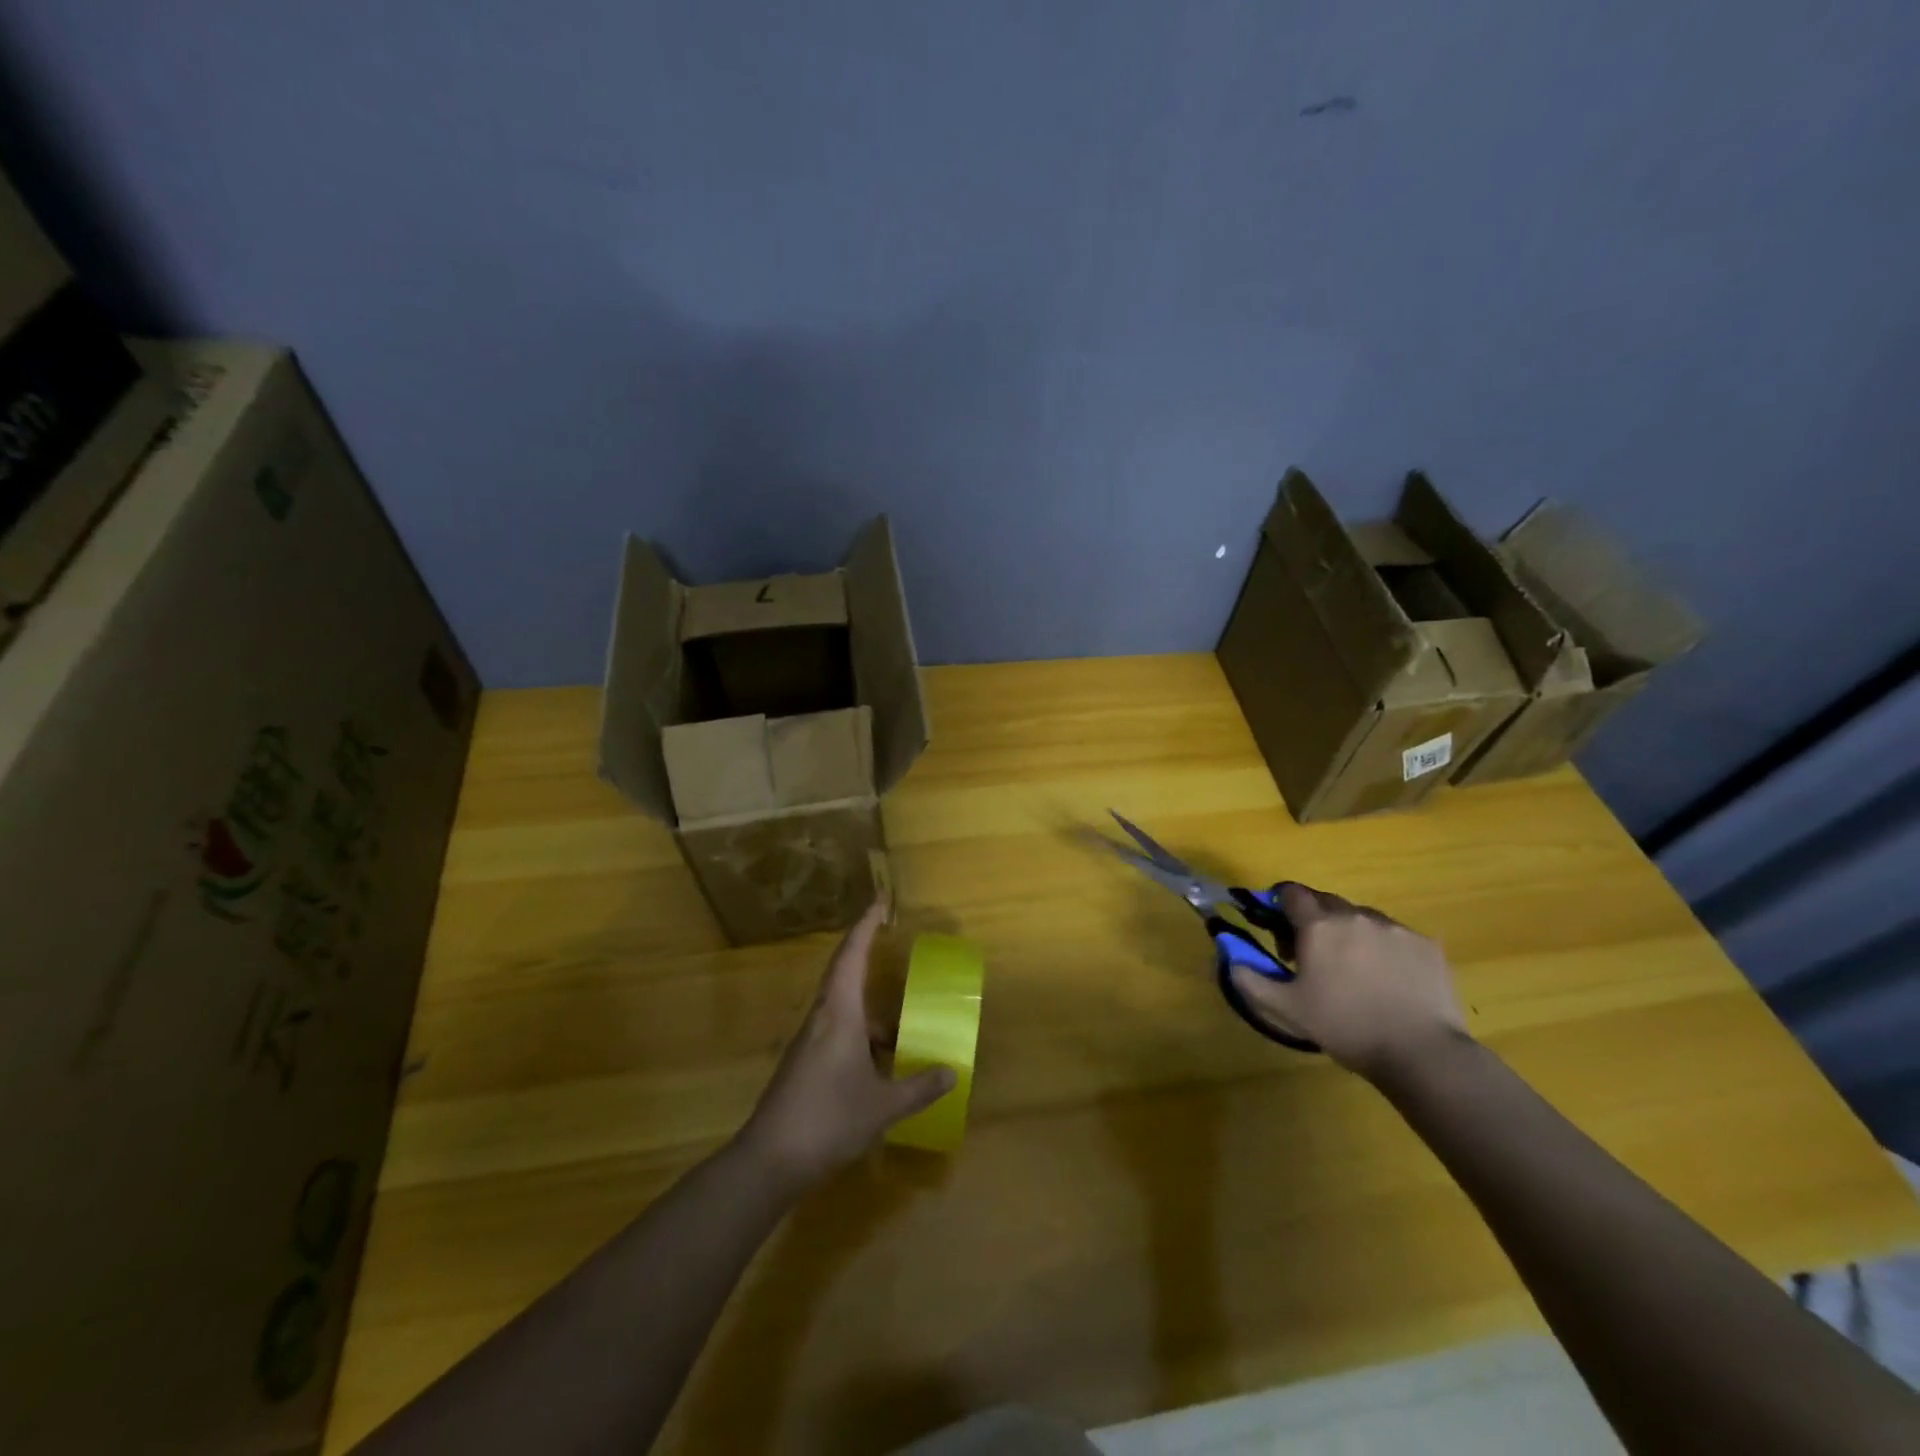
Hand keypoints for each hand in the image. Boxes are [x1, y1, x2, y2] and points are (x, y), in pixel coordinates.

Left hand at [738, 901, 955, 1190]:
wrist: (768, 1161)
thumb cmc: (828, 1120)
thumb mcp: (883, 1106)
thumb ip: (919, 1087)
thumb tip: (952, 1072)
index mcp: (839, 1014)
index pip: (851, 956)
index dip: (865, 927)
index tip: (879, 903)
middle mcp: (821, 1019)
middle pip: (843, 974)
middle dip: (866, 955)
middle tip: (889, 942)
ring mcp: (809, 1043)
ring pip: (842, 1009)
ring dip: (869, 1010)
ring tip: (901, 1027)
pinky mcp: (804, 1064)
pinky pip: (837, 1032)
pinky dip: (861, 1035)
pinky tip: (880, 1063)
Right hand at [1229, 884, 1470, 1081]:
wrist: (1422, 1052)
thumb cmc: (1345, 1027)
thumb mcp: (1286, 1009)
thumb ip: (1249, 979)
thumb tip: (1230, 958)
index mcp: (1318, 926)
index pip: (1290, 893)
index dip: (1280, 906)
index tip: (1281, 932)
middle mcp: (1355, 915)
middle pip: (1325, 902)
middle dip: (1313, 919)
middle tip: (1311, 954)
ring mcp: (1395, 928)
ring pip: (1361, 916)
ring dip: (1349, 931)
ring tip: (1353, 968)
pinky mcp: (1426, 944)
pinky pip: (1394, 934)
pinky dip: (1383, 947)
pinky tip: (1388, 979)